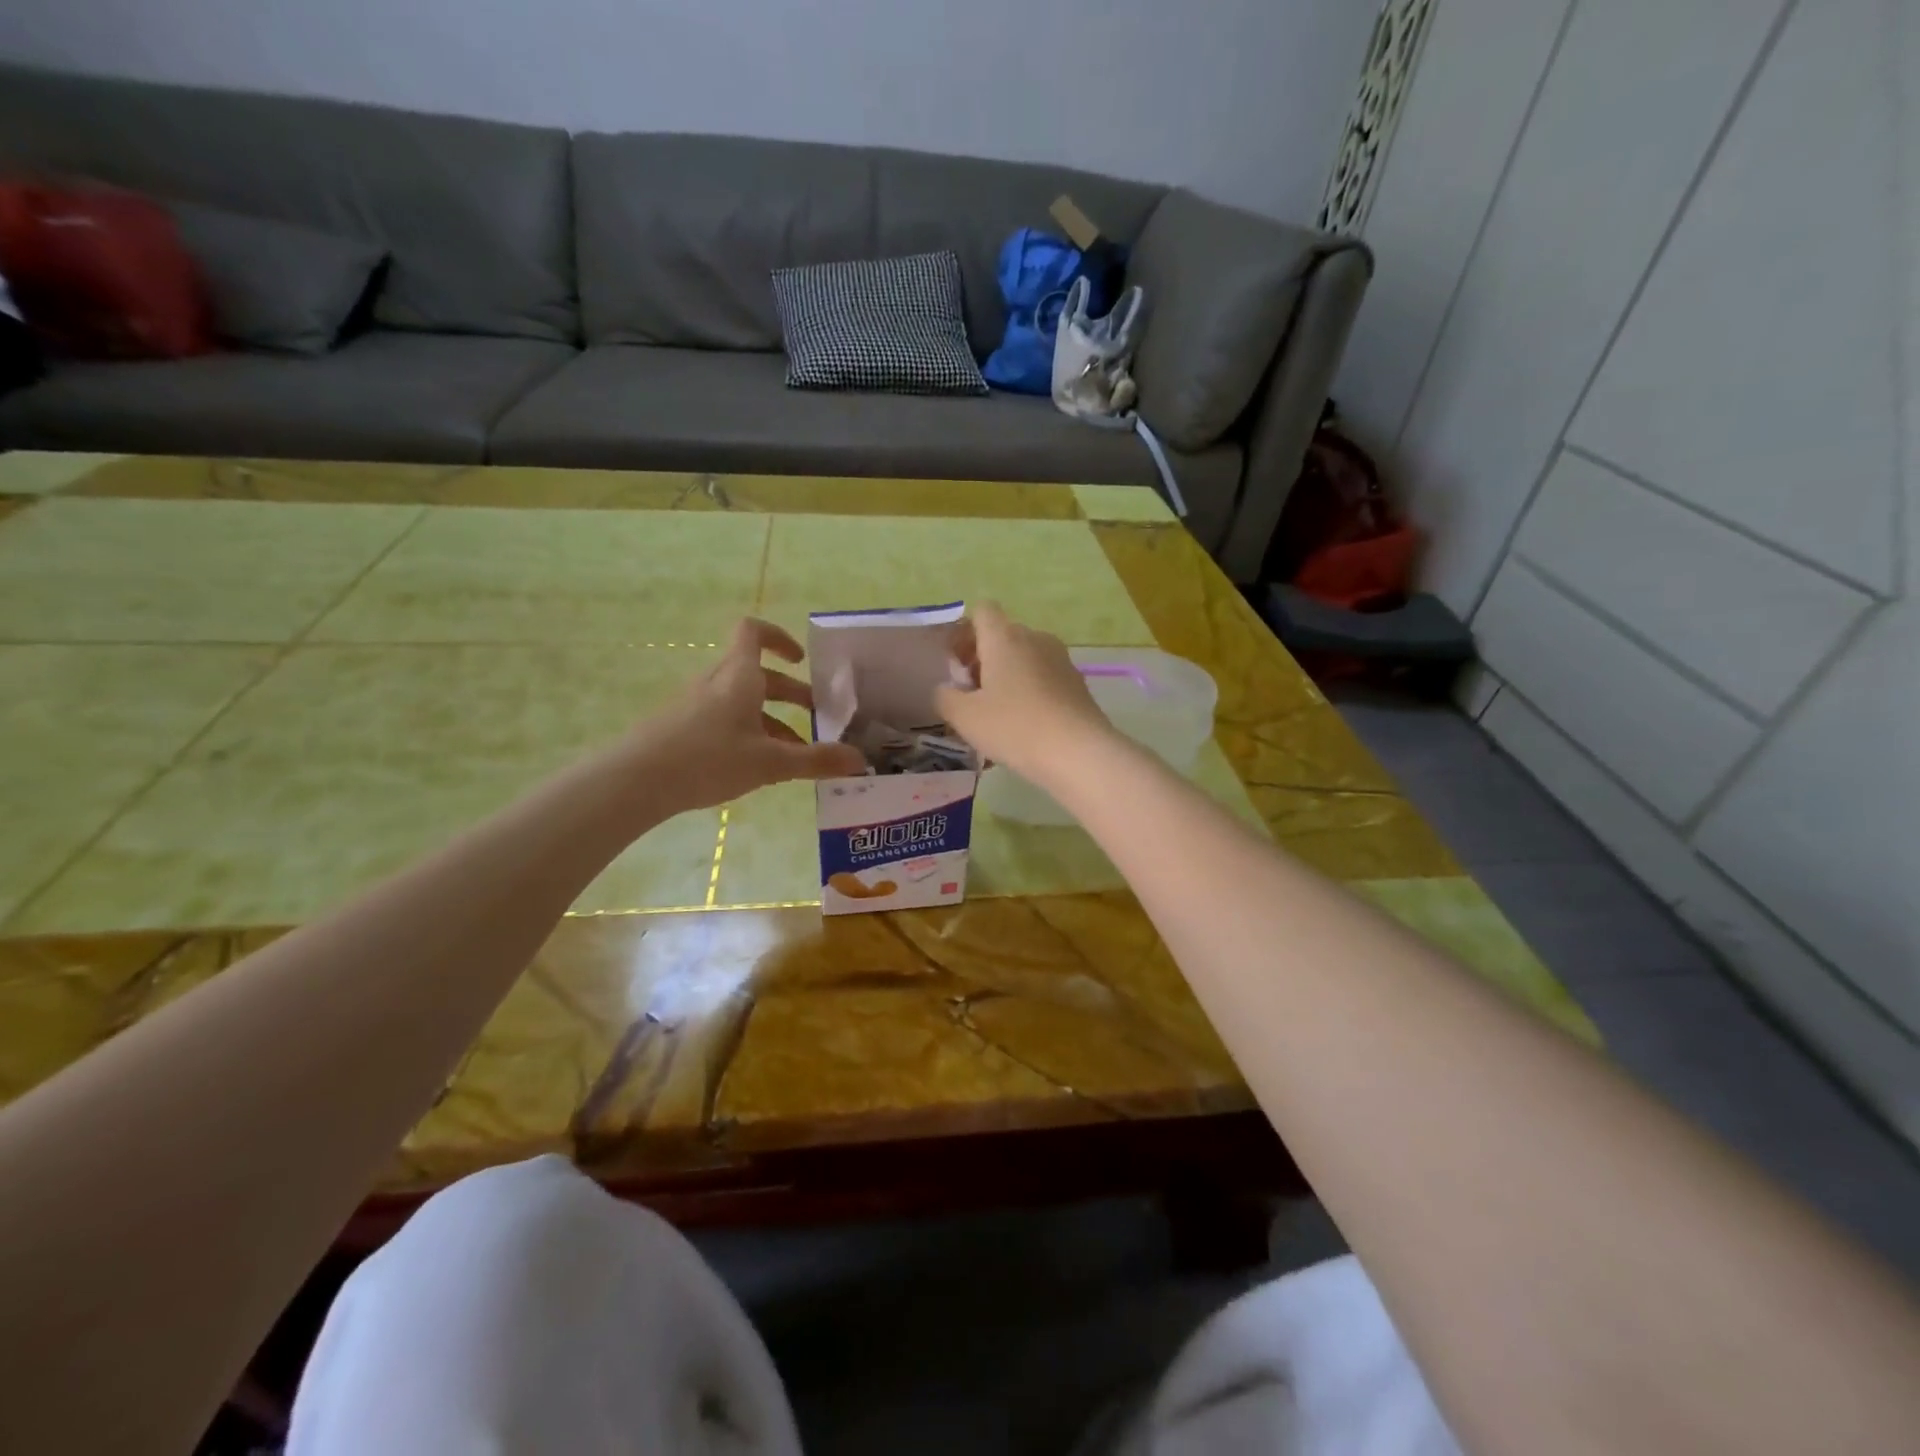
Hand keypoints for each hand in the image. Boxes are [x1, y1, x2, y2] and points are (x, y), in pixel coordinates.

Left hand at [629, 618, 865, 814]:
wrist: (636, 781)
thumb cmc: (709, 758)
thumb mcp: (771, 762)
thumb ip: (816, 760)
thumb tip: (860, 761)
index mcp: (739, 676)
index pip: (753, 632)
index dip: (780, 638)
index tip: (801, 660)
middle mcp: (716, 682)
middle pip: (756, 674)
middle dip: (789, 692)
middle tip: (815, 715)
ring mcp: (694, 704)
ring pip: (741, 701)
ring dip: (770, 719)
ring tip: (793, 753)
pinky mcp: (680, 727)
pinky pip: (722, 719)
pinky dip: (746, 733)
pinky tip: (755, 768)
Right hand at [934, 602, 1114, 782]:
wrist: (1079, 753)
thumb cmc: (1014, 727)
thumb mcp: (964, 717)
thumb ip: (945, 697)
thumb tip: (945, 689)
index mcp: (1005, 637)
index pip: (982, 611)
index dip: (965, 631)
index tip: (957, 663)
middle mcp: (1035, 638)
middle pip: (1003, 636)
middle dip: (983, 659)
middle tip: (971, 695)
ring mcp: (1061, 660)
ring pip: (1024, 658)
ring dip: (1007, 677)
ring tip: (997, 715)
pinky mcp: (1077, 683)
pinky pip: (1043, 678)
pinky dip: (1029, 692)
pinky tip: (1024, 726)